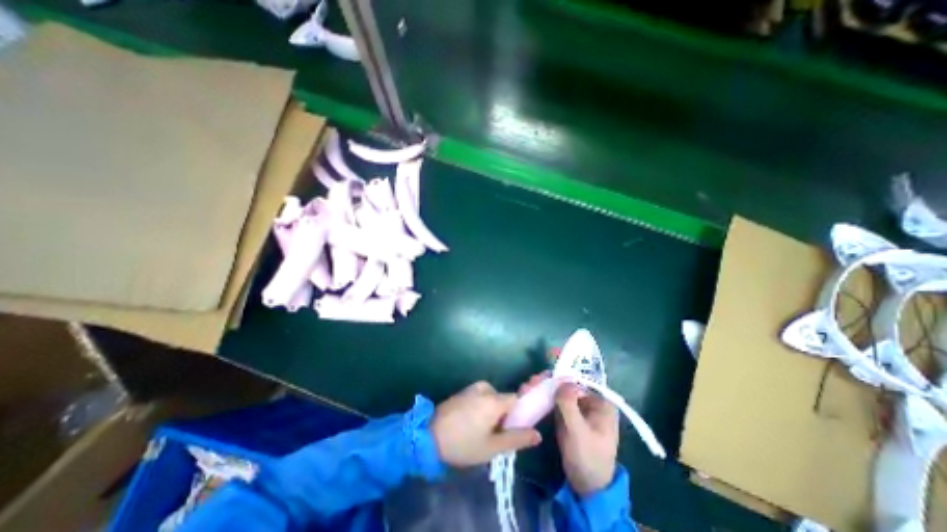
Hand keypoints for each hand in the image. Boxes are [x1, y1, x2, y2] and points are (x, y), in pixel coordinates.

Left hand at [431, 383, 538, 466]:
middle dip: (502, 415)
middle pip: (503, 399)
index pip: (516, 399)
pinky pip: (480, 397)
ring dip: (491, 412)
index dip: (518, 413)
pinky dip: (480, 408)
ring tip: (480, 431)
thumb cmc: (463, 443)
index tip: (512, 428)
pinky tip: (471, 423)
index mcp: (494, 399)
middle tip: (494, 435)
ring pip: (491, 399)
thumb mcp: (492, 447)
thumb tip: (538, 434)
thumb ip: (517, 439)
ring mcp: (471, 388)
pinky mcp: (462, 392)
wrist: (429, 436)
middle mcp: (484, 388)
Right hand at [517, 372, 623, 496]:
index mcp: (601, 402)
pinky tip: (529, 394)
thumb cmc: (588, 458)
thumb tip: (562, 381)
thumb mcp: (579, 432)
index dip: (561, 374)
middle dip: (548, 380)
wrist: (586, 486)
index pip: (580, 379)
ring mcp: (577, 406)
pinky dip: (542, 396)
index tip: (542, 375)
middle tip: (530, 382)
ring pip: (558, 389)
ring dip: (543, 386)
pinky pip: (554, 399)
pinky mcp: (566, 413)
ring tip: (526, 388)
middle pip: (567, 382)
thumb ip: (570, 405)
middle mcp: (590, 399)